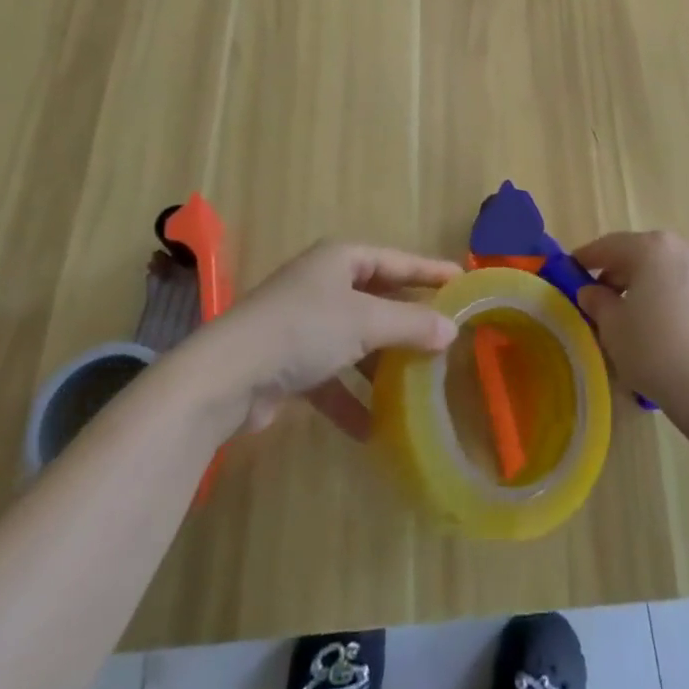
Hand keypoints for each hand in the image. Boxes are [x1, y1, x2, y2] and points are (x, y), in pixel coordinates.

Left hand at [204, 241, 460, 440]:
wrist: (227, 376)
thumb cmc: (304, 329)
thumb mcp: (365, 322)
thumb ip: (411, 324)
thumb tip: (451, 330)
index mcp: (340, 259)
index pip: (396, 260)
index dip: (428, 271)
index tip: (461, 281)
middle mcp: (323, 284)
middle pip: (376, 299)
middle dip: (407, 322)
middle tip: (445, 335)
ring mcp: (303, 324)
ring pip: (355, 340)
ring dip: (380, 364)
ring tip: (415, 385)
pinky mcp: (288, 362)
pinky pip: (330, 376)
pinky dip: (349, 398)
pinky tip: (370, 429)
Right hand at [572, 231, 688, 418]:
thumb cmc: (655, 352)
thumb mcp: (613, 329)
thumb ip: (598, 302)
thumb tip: (592, 291)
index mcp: (652, 249)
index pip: (610, 245)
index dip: (588, 257)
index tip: (573, 267)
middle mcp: (687, 249)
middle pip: (646, 255)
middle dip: (623, 272)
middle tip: (606, 296)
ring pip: (675, 272)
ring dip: (656, 286)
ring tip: (645, 316)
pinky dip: (684, 303)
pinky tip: (678, 333)